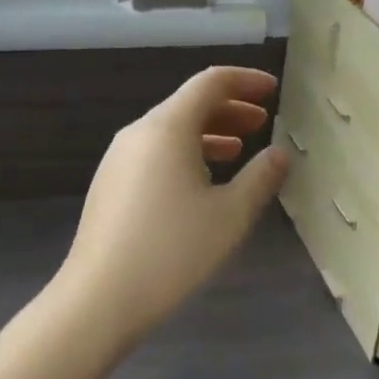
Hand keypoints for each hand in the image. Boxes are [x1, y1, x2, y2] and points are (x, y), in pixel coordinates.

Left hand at [51, 67, 289, 346]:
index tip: (272, 90)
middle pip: (188, 104)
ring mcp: (118, 158)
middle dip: (229, 108)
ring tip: (238, 151)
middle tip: (262, 123)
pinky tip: (201, 183)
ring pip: (170, 130)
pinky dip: (184, 153)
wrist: (99, 297)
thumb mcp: (230, 215)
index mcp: (167, 127)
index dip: (245, 81)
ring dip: (208, 133)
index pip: (210, 82)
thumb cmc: (172, 250)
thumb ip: (260, 178)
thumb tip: (279, 154)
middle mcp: (139, 132)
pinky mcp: (110, 183)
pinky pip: (154, 152)